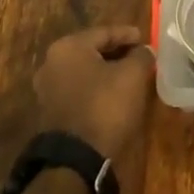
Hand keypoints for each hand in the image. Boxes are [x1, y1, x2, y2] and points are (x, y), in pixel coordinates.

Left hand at [34, 25, 156, 159]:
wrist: (76, 161)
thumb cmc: (104, 107)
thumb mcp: (132, 76)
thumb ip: (141, 56)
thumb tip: (144, 50)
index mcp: (68, 47)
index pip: (104, 32)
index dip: (128, 34)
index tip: (146, 39)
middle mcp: (52, 63)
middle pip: (92, 51)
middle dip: (117, 53)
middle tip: (139, 57)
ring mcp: (47, 90)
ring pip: (84, 72)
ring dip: (106, 72)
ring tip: (129, 76)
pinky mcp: (50, 113)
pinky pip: (78, 91)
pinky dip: (96, 89)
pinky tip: (113, 95)